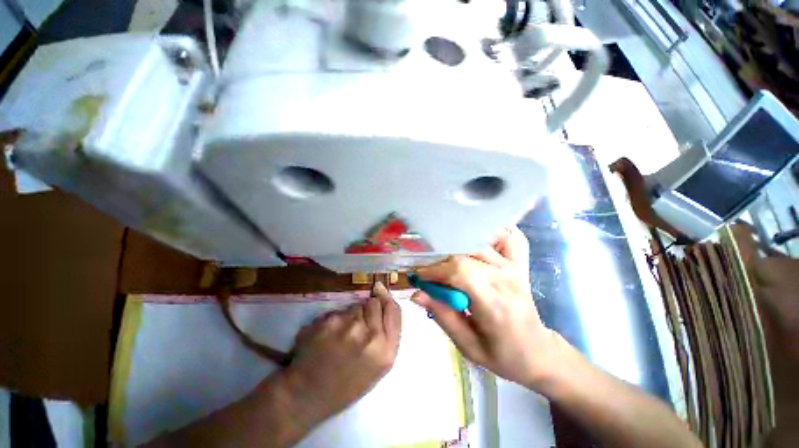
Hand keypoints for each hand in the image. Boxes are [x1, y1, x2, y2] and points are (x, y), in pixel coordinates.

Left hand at [279, 282, 401, 424]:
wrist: (305, 396)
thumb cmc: (344, 387)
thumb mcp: (375, 368)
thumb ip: (384, 337)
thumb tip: (383, 299)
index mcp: (385, 351)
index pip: (393, 310)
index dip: (386, 300)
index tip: (380, 294)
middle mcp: (371, 335)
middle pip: (374, 303)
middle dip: (367, 309)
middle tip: (357, 325)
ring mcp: (349, 326)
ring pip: (354, 307)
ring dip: (349, 316)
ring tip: (339, 336)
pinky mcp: (329, 321)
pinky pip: (336, 312)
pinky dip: (332, 321)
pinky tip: (325, 337)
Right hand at [411, 226, 557, 388]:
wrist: (537, 352)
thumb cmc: (501, 354)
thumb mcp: (467, 345)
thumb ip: (442, 315)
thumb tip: (416, 293)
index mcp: (494, 302)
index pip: (460, 271)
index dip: (434, 270)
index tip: (418, 277)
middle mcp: (506, 277)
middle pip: (465, 253)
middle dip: (440, 259)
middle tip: (429, 270)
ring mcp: (516, 266)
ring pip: (482, 239)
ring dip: (460, 243)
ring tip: (446, 255)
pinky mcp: (521, 262)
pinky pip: (510, 235)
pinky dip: (493, 231)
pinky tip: (478, 238)